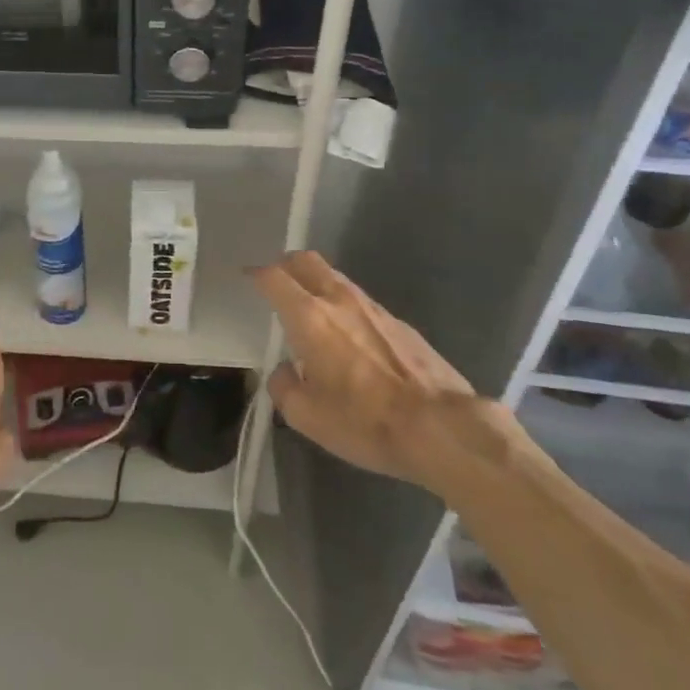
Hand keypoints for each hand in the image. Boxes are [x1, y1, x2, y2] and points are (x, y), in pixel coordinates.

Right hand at [254, 251, 512, 495]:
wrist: (442, 428)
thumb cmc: (365, 421)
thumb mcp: (307, 417)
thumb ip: (284, 387)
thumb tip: (284, 371)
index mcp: (309, 317)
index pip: (274, 278)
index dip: (256, 274)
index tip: (247, 277)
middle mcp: (339, 300)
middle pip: (307, 261)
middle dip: (286, 264)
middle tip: (276, 281)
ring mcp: (374, 308)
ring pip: (335, 278)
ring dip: (316, 282)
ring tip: (309, 306)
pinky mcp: (400, 323)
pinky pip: (360, 301)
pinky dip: (343, 304)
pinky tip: (346, 333)